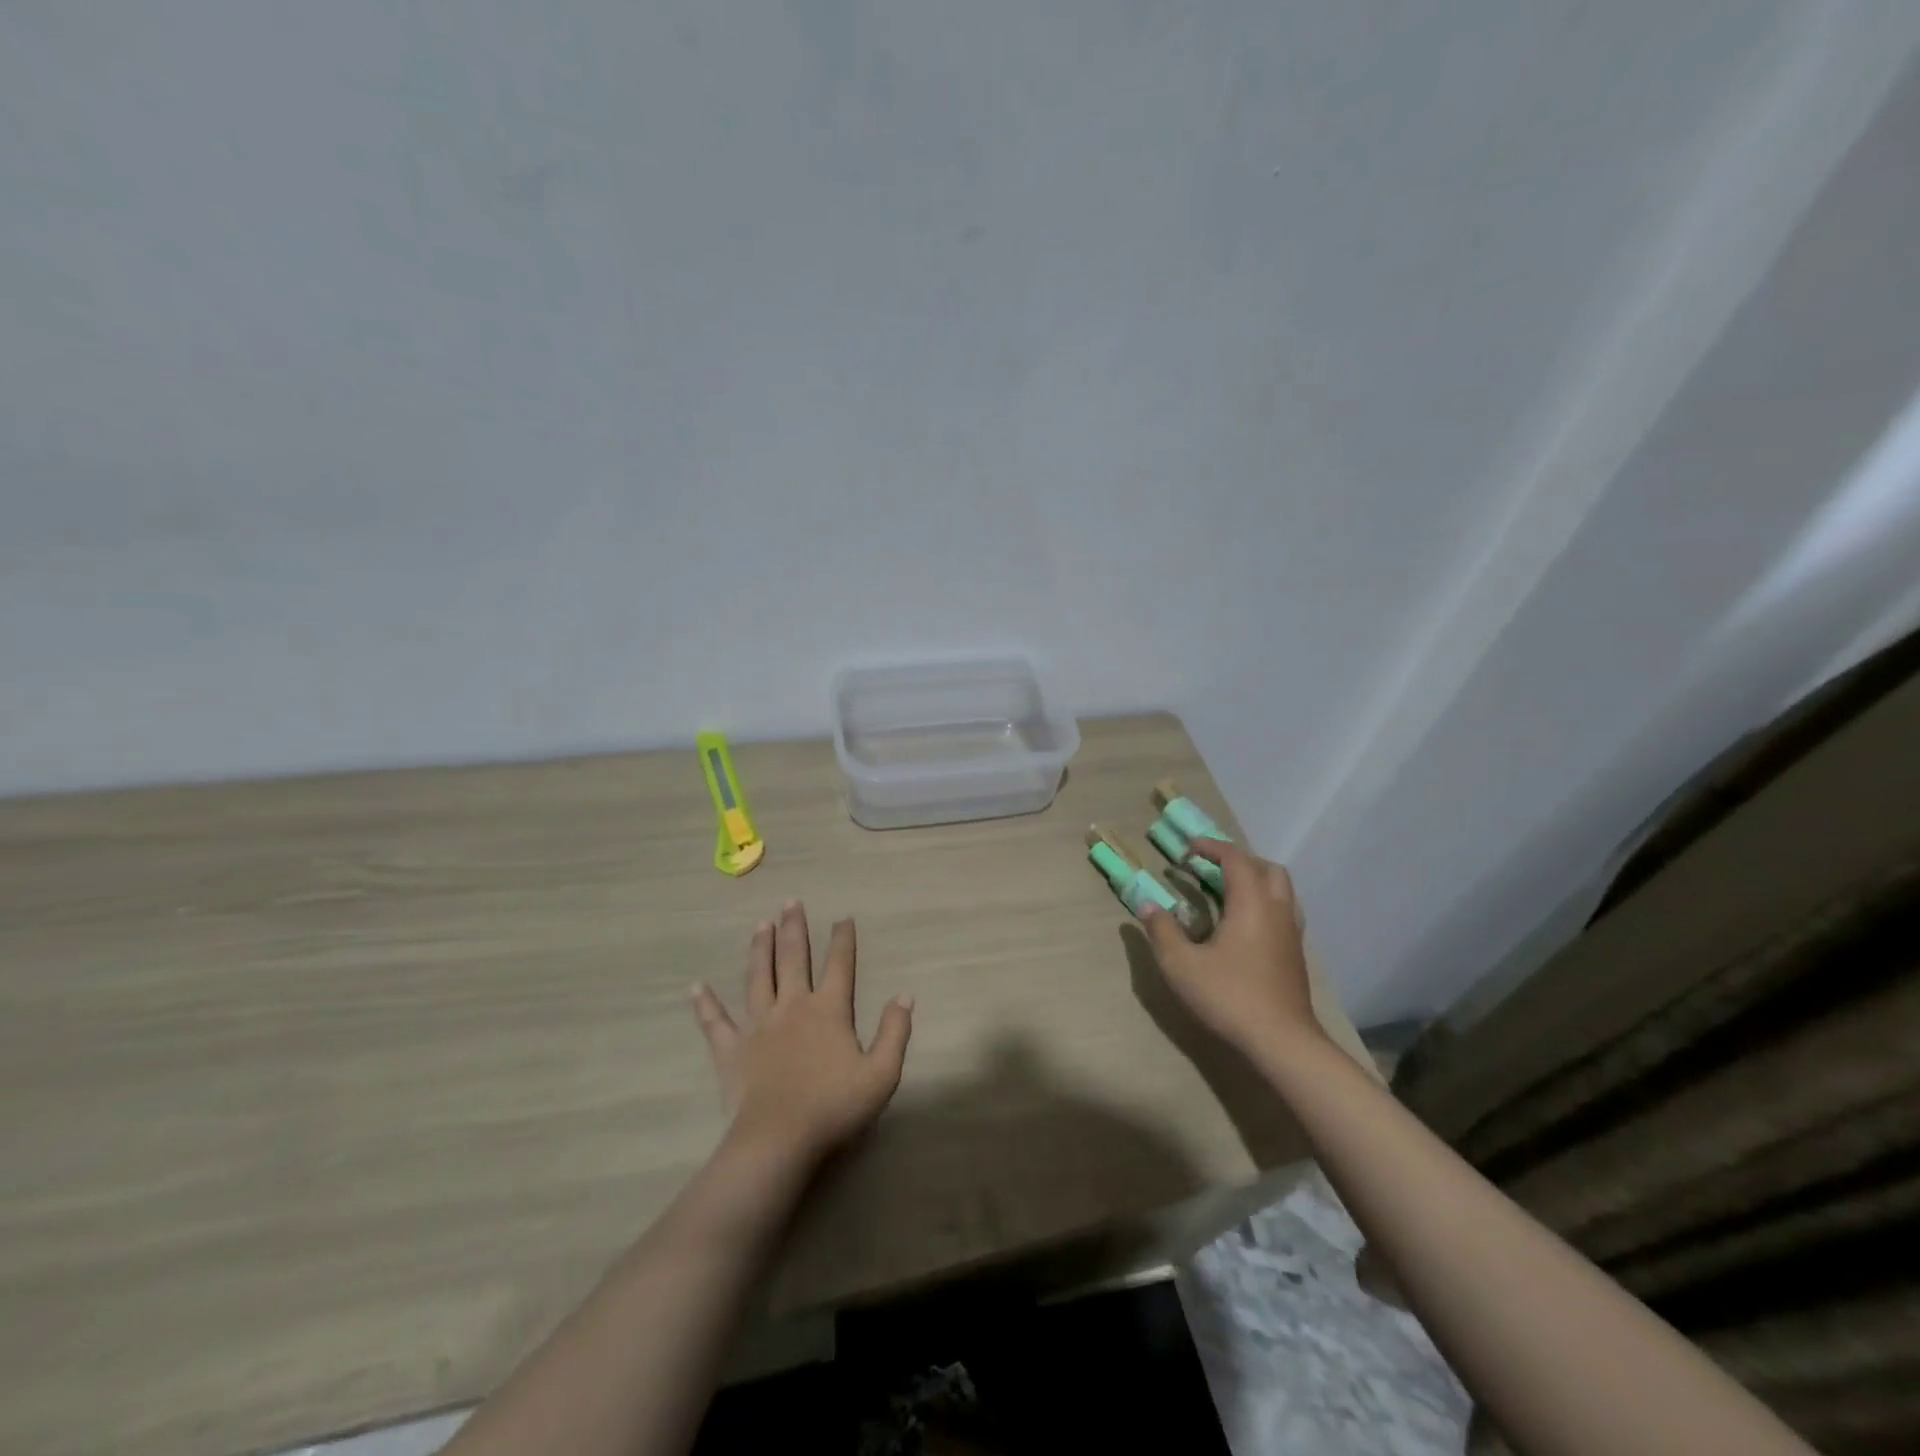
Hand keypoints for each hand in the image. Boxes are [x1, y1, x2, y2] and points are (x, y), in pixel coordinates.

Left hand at [690, 901, 912, 1169]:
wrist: (779, 1140)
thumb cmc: (834, 1107)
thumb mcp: (881, 1074)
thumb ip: (895, 1032)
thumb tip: (904, 996)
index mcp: (829, 1010)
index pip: (839, 965)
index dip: (843, 940)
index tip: (843, 917)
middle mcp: (792, 1007)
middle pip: (793, 959)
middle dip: (794, 928)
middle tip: (790, 902)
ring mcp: (758, 1026)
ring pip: (757, 978)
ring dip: (759, 949)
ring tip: (760, 925)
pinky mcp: (731, 1050)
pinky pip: (715, 1022)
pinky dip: (705, 1004)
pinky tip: (696, 987)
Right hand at [1142, 840, 1321, 1055]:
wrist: (1282, 1042)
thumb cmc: (1229, 997)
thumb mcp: (1181, 964)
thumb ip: (1162, 930)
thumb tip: (1147, 905)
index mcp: (1251, 903)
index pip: (1235, 859)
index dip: (1212, 848)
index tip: (1188, 850)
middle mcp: (1277, 910)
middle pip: (1266, 868)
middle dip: (1238, 861)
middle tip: (1210, 868)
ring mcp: (1291, 933)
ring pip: (1281, 890)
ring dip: (1255, 880)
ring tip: (1227, 892)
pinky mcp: (1296, 954)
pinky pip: (1284, 911)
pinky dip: (1264, 903)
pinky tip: (1244, 925)